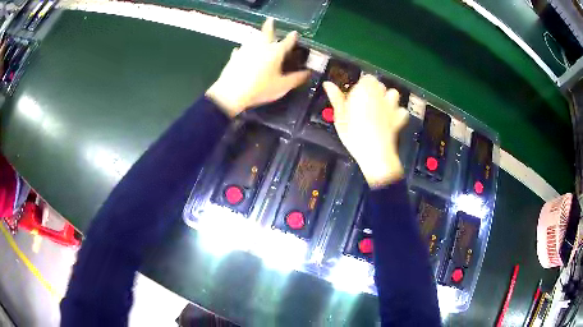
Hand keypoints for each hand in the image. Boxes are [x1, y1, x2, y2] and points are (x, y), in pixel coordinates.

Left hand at [206, 18, 310, 116]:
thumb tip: (308, 73)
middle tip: (270, 20)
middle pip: (266, 32)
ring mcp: (246, 50)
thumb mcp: (282, 86)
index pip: (287, 41)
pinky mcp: (234, 57)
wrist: (232, 93)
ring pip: (253, 39)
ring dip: (257, 36)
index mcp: (275, 52)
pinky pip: (240, 50)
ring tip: (258, 35)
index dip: (292, 37)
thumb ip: (297, 78)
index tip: (295, 33)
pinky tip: (240, 51)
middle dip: (269, 26)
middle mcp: (261, 46)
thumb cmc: (260, 88)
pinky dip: (243, 49)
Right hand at [324, 75, 408, 187]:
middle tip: (365, 104)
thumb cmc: (354, 136)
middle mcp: (380, 95)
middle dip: (374, 90)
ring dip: (388, 97)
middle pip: (379, 85)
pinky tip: (391, 119)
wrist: (375, 153)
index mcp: (364, 91)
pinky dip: (398, 113)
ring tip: (380, 108)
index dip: (361, 86)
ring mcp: (392, 106)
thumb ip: (336, 99)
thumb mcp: (340, 118)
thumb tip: (327, 83)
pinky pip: (401, 110)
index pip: (366, 79)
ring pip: (393, 93)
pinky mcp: (400, 118)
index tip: (355, 97)